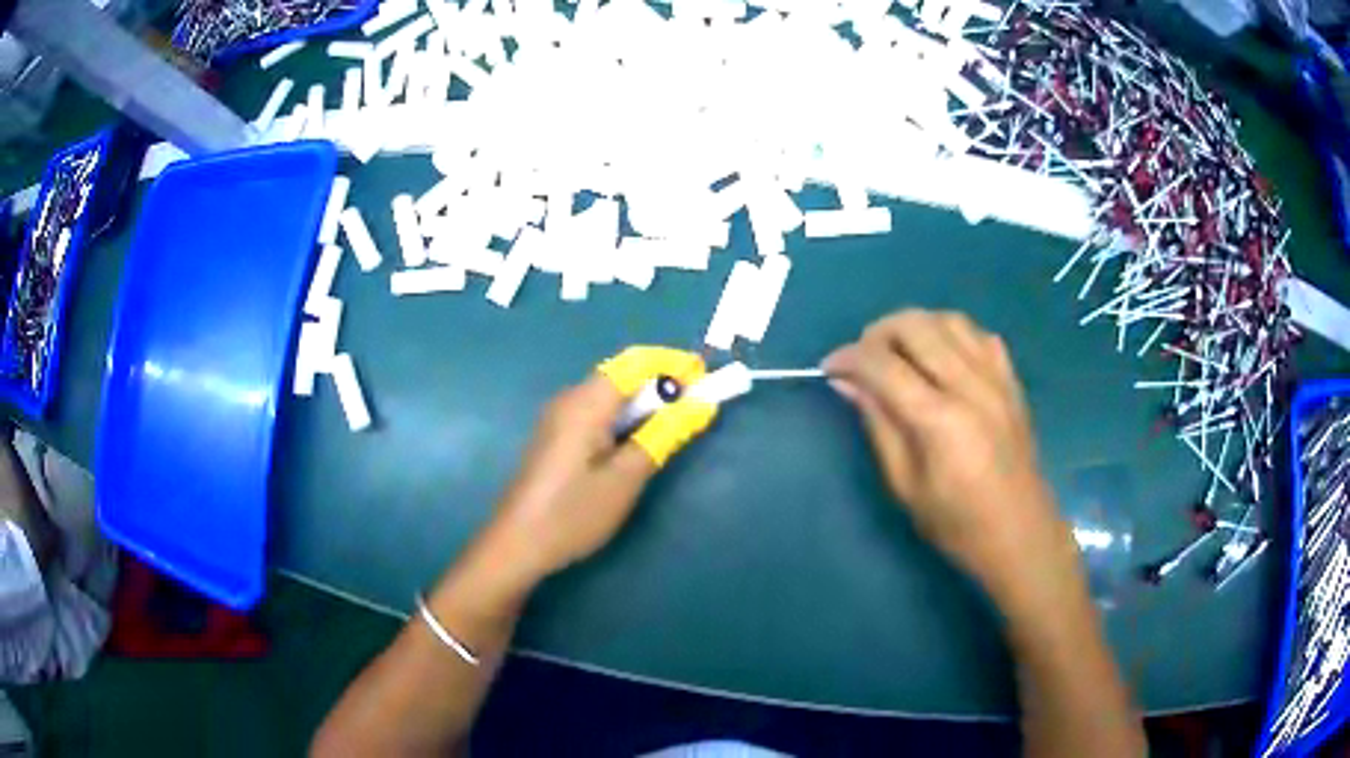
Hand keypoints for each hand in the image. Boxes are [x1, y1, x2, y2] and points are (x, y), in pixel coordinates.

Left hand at [488, 347, 717, 580]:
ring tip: (676, 423)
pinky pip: (598, 410)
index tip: (709, 379)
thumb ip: (664, 434)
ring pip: (611, 392)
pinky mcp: (556, 435)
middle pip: (624, 373)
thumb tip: (701, 404)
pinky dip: (626, 415)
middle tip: (699, 405)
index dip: (676, 363)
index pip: (638, 362)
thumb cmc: (573, 513)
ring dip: (646, 400)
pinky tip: (639, 439)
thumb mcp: (626, 477)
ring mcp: (559, 416)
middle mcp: (570, 398)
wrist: (517, 545)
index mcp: (586, 402)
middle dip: (664, 381)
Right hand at [824, 310, 1071, 596]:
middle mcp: (970, 386)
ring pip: (948, 320)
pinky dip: (952, 333)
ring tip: (898, 351)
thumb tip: (847, 383)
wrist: (1020, 533)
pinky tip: (941, 356)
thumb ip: (878, 426)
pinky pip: (979, 334)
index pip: (884, 365)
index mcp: (940, 421)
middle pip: (916, 326)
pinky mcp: (1012, 381)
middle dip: (878, 332)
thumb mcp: (905, 486)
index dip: (849, 358)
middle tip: (862, 359)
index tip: (830, 367)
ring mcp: (996, 379)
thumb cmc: (957, 524)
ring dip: (915, 326)